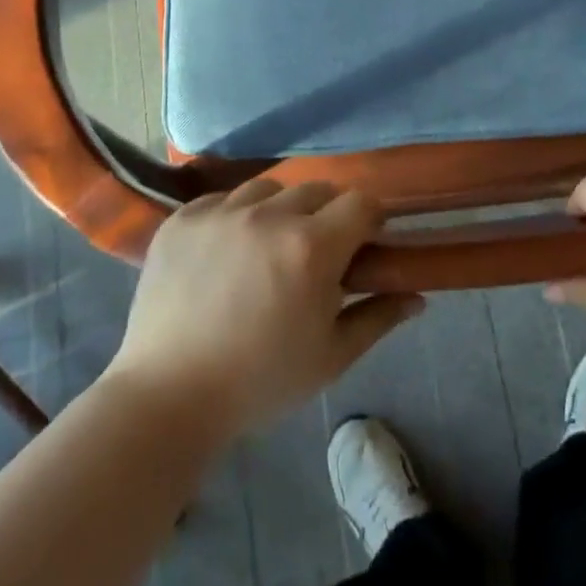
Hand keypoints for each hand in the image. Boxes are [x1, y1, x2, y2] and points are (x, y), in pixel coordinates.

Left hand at [108, 181, 420, 440]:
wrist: (168, 397)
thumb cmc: (260, 381)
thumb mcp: (331, 356)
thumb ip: (378, 318)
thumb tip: (417, 297)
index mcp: (312, 248)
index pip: (361, 202)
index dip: (370, 220)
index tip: (364, 244)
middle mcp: (268, 217)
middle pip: (318, 189)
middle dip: (328, 214)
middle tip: (317, 252)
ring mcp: (220, 214)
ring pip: (269, 188)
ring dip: (281, 210)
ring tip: (269, 246)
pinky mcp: (182, 220)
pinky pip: (222, 199)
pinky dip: (234, 216)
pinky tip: (227, 250)